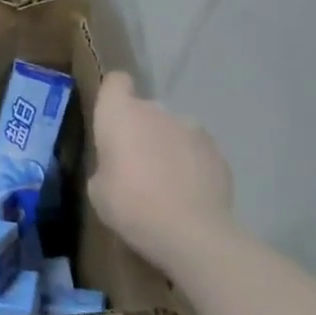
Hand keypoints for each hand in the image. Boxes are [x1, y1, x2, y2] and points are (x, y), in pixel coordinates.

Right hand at [90, 72, 233, 273]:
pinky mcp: (217, 151)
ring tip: (167, 181)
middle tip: (136, 165)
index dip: (114, 96)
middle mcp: (155, 110)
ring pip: (173, 130)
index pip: (116, 82)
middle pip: (145, 110)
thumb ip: (107, 165)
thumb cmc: (130, 205)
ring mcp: (191, 127)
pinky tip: (190, 193)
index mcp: (119, 113)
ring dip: (168, 145)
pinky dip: (192, 164)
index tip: (112, 120)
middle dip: (141, 130)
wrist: (190, 232)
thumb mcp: (98, 189)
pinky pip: (196, 150)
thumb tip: (118, 166)